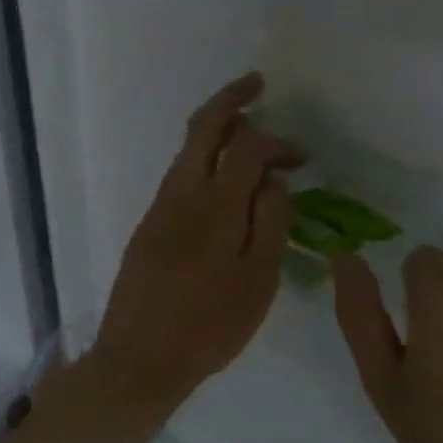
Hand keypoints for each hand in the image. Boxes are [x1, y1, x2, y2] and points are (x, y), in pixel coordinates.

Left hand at [87, 72, 300, 419]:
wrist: (140, 359)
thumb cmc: (210, 326)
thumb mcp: (258, 280)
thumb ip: (270, 222)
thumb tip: (274, 179)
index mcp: (216, 205)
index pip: (247, 145)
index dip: (277, 141)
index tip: (302, 158)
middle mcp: (182, 193)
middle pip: (203, 127)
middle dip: (231, 99)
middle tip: (256, 84)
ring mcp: (159, 207)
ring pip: (187, 150)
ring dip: (216, 130)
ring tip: (248, 134)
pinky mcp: (148, 225)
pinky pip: (179, 176)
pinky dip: (204, 160)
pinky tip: (222, 182)